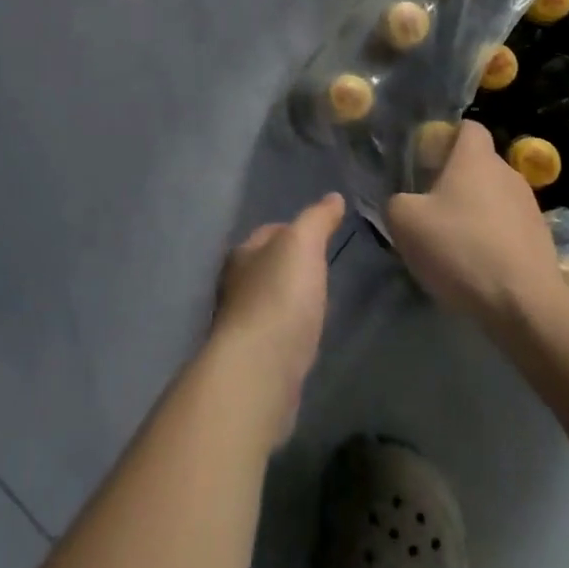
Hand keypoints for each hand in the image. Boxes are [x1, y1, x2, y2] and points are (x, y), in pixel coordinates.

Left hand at [211, 192, 343, 442]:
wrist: (259, 370)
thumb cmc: (279, 297)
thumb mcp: (303, 244)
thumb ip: (317, 219)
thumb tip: (333, 197)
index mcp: (243, 253)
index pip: (269, 232)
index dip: (294, 229)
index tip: (319, 236)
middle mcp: (235, 285)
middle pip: (266, 266)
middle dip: (289, 267)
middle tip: (321, 270)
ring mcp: (241, 325)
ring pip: (268, 302)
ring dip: (288, 301)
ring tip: (316, 303)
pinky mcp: (252, 361)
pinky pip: (274, 335)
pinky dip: (288, 331)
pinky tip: (304, 337)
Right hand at [387, 121, 561, 327]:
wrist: (525, 305)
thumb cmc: (461, 248)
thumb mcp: (405, 222)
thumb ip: (397, 202)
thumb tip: (405, 203)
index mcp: (476, 158)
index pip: (468, 127)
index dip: (447, 138)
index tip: (427, 161)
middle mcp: (507, 173)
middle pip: (479, 164)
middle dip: (456, 180)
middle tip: (432, 207)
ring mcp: (530, 207)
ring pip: (495, 197)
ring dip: (476, 212)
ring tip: (455, 243)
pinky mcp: (542, 240)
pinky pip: (509, 228)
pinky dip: (493, 240)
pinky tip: (478, 266)